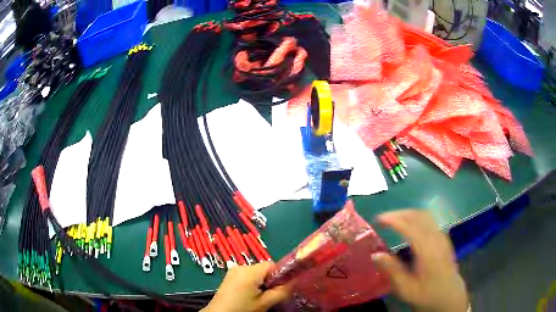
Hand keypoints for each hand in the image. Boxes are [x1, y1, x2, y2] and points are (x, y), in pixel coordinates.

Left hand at [202, 262, 290, 311]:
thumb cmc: (242, 309)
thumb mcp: (265, 303)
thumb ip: (282, 291)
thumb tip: (294, 281)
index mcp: (250, 270)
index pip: (273, 265)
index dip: (281, 275)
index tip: (280, 289)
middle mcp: (241, 266)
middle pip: (264, 269)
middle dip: (270, 281)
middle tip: (269, 296)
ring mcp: (233, 271)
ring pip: (256, 273)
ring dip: (261, 283)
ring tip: (259, 297)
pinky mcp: (229, 277)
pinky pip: (247, 276)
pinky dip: (252, 283)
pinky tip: (249, 296)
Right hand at [371, 210, 467, 311]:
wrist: (449, 296)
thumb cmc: (426, 294)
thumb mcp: (406, 288)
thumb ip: (392, 270)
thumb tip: (375, 254)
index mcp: (427, 249)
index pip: (409, 226)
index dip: (393, 219)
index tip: (378, 219)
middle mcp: (436, 238)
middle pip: (419, 215)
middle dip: (400, 213)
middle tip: (384, 218)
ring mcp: (442, 237)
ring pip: (426, 216)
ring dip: (409, 214)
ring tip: (395, 220)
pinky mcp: (444, 239)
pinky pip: (430, 221)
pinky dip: (417, 218)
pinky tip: (411, 227)